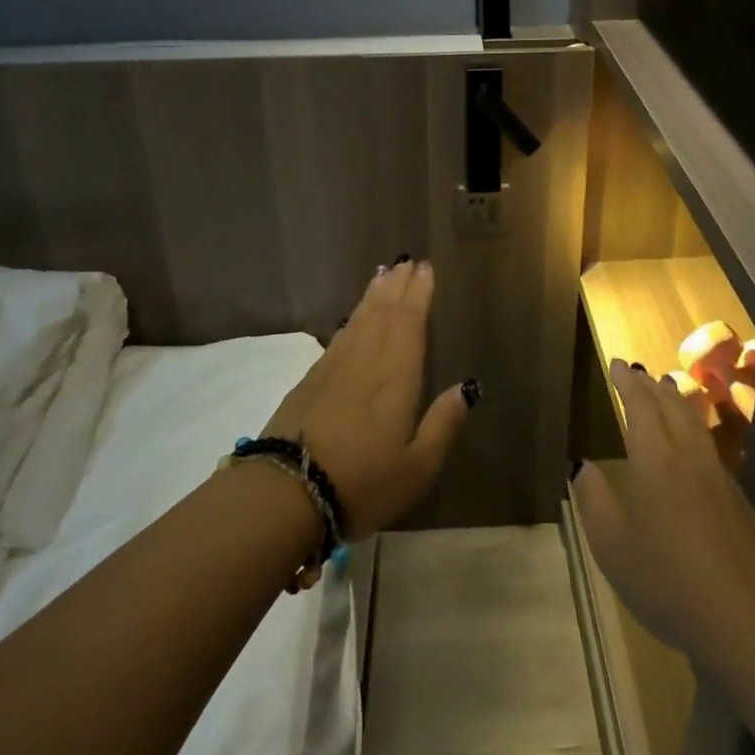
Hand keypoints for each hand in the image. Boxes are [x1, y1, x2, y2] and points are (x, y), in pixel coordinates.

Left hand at [261, 259, 472, 538]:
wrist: (287, 492)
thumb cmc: (363, 482)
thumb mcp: (417, 466)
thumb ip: (443, 423)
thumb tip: (467, 387)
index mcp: (397, 373)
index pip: (410, 320)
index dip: (419, 293)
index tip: (425, 268)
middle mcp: (366, 358)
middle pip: (384, 311)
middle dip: (397, 285)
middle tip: (407, 262)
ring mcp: (334, 366)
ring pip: (359, 318)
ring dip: (373, 294)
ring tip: (382, 274)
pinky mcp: (311, 378)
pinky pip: (340, 335)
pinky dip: (352, 317)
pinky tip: (353, 318)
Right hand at [575, 360, 754, 674]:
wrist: (743, 620)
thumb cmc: (665, 579)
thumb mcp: (611, 544)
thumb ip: (593, 499)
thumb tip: (583, 465)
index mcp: (655, 460)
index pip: (640, 405)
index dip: (627, 382)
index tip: (617, 364)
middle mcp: (689, 457)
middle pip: (671, 407)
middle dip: (651, 386)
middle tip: (638, 373)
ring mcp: (719, 477)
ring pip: (696, 424)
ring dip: (678, 401)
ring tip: (667, 390)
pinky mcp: (739, 501)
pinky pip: (710, 448)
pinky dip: (695, 430)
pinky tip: (693, 446)